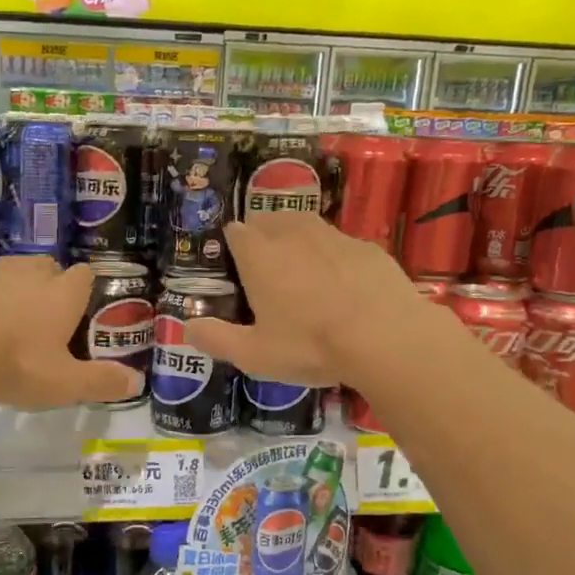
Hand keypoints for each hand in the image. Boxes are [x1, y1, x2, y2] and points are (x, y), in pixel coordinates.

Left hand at [0, 255, 141, 408]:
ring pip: (11, 272)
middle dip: (50, 283)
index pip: (84, 275)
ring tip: (10, 320)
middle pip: (47, 266)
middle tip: (47, 316)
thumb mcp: (65, 383)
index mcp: (62, 293)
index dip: (84, 290)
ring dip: (14, 289)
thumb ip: (101, 382)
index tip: (81, 310)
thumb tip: (137, 383)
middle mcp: (29, 274)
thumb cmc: (17, 363)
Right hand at [185, 214, 435, 385]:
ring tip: (299, 267)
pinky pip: (340, 244)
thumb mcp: (255, 354)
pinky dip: (333, 256)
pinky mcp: (368, 248)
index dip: (232, 245)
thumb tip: (188, 328)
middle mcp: (293, 235)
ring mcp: (334, 237)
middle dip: (261, 234)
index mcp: (260, 256)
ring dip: (296, 237)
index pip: (236, 232)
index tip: (233, 265)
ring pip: (306, 224)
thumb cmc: (311, 345)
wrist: (386, 337)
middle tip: (264, 266)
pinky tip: (341, 283)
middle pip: (269, 219)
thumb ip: (217, 339)